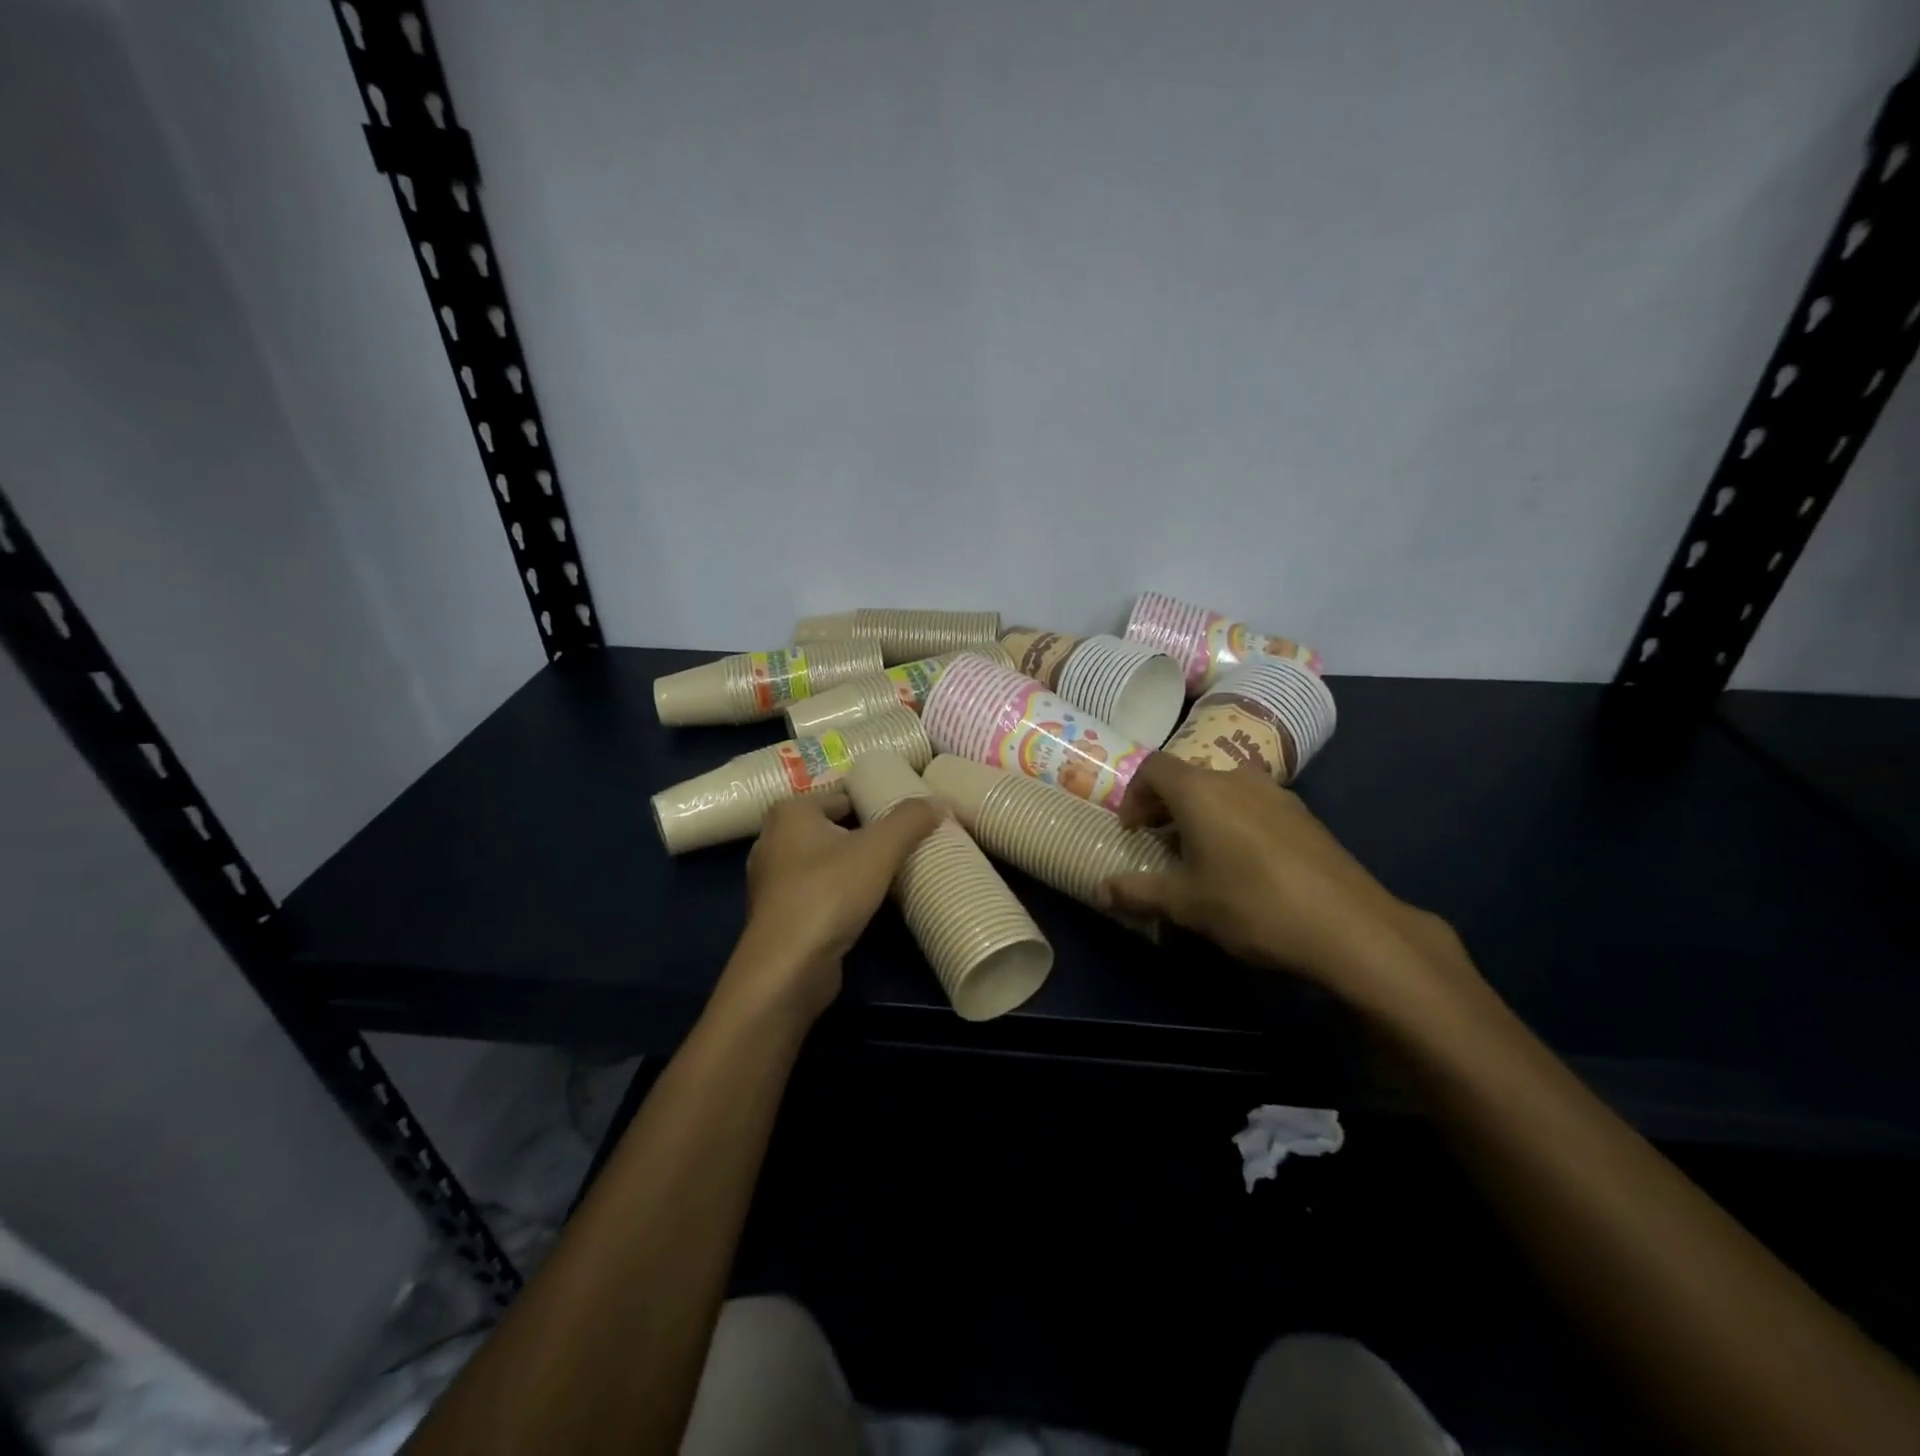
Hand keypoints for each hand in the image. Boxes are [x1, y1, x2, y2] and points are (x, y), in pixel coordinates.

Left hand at [724, 792, 941, 1022]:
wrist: (788, 969)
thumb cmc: (828, 894)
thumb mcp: (879, 849)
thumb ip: (910, 820)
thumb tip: (939, 801)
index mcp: (791, 812)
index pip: (844, 795)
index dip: (878, 801)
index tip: (911, 815)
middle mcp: (774, 839)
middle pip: (837, 827)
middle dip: (871, 835)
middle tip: (911, 842)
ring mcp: (774, 880)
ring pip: (828, 861)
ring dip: (858, 866)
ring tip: (898, 871)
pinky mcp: (781, 914)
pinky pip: (821, 890)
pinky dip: (844, 892)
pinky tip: (872, 902)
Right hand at [1103, 755, 1473, 1014]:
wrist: (1350, 927)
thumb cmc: (1252, 905)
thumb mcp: (1186, 904)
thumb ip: (1138, 892)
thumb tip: (1100, 889)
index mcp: (1201, 791)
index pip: (1153, 768)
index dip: (1134, 795)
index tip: (1132, 830)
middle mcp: (1237, 779)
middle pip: (1189, 778)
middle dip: (1166, 807)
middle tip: (1159, 844)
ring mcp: (1277, 795)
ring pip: (1224, 791)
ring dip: (1202, 814)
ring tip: (1200, 856)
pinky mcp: (1305, 817)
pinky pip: (1255, 807)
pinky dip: (1235, 823)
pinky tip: (1245, 866)